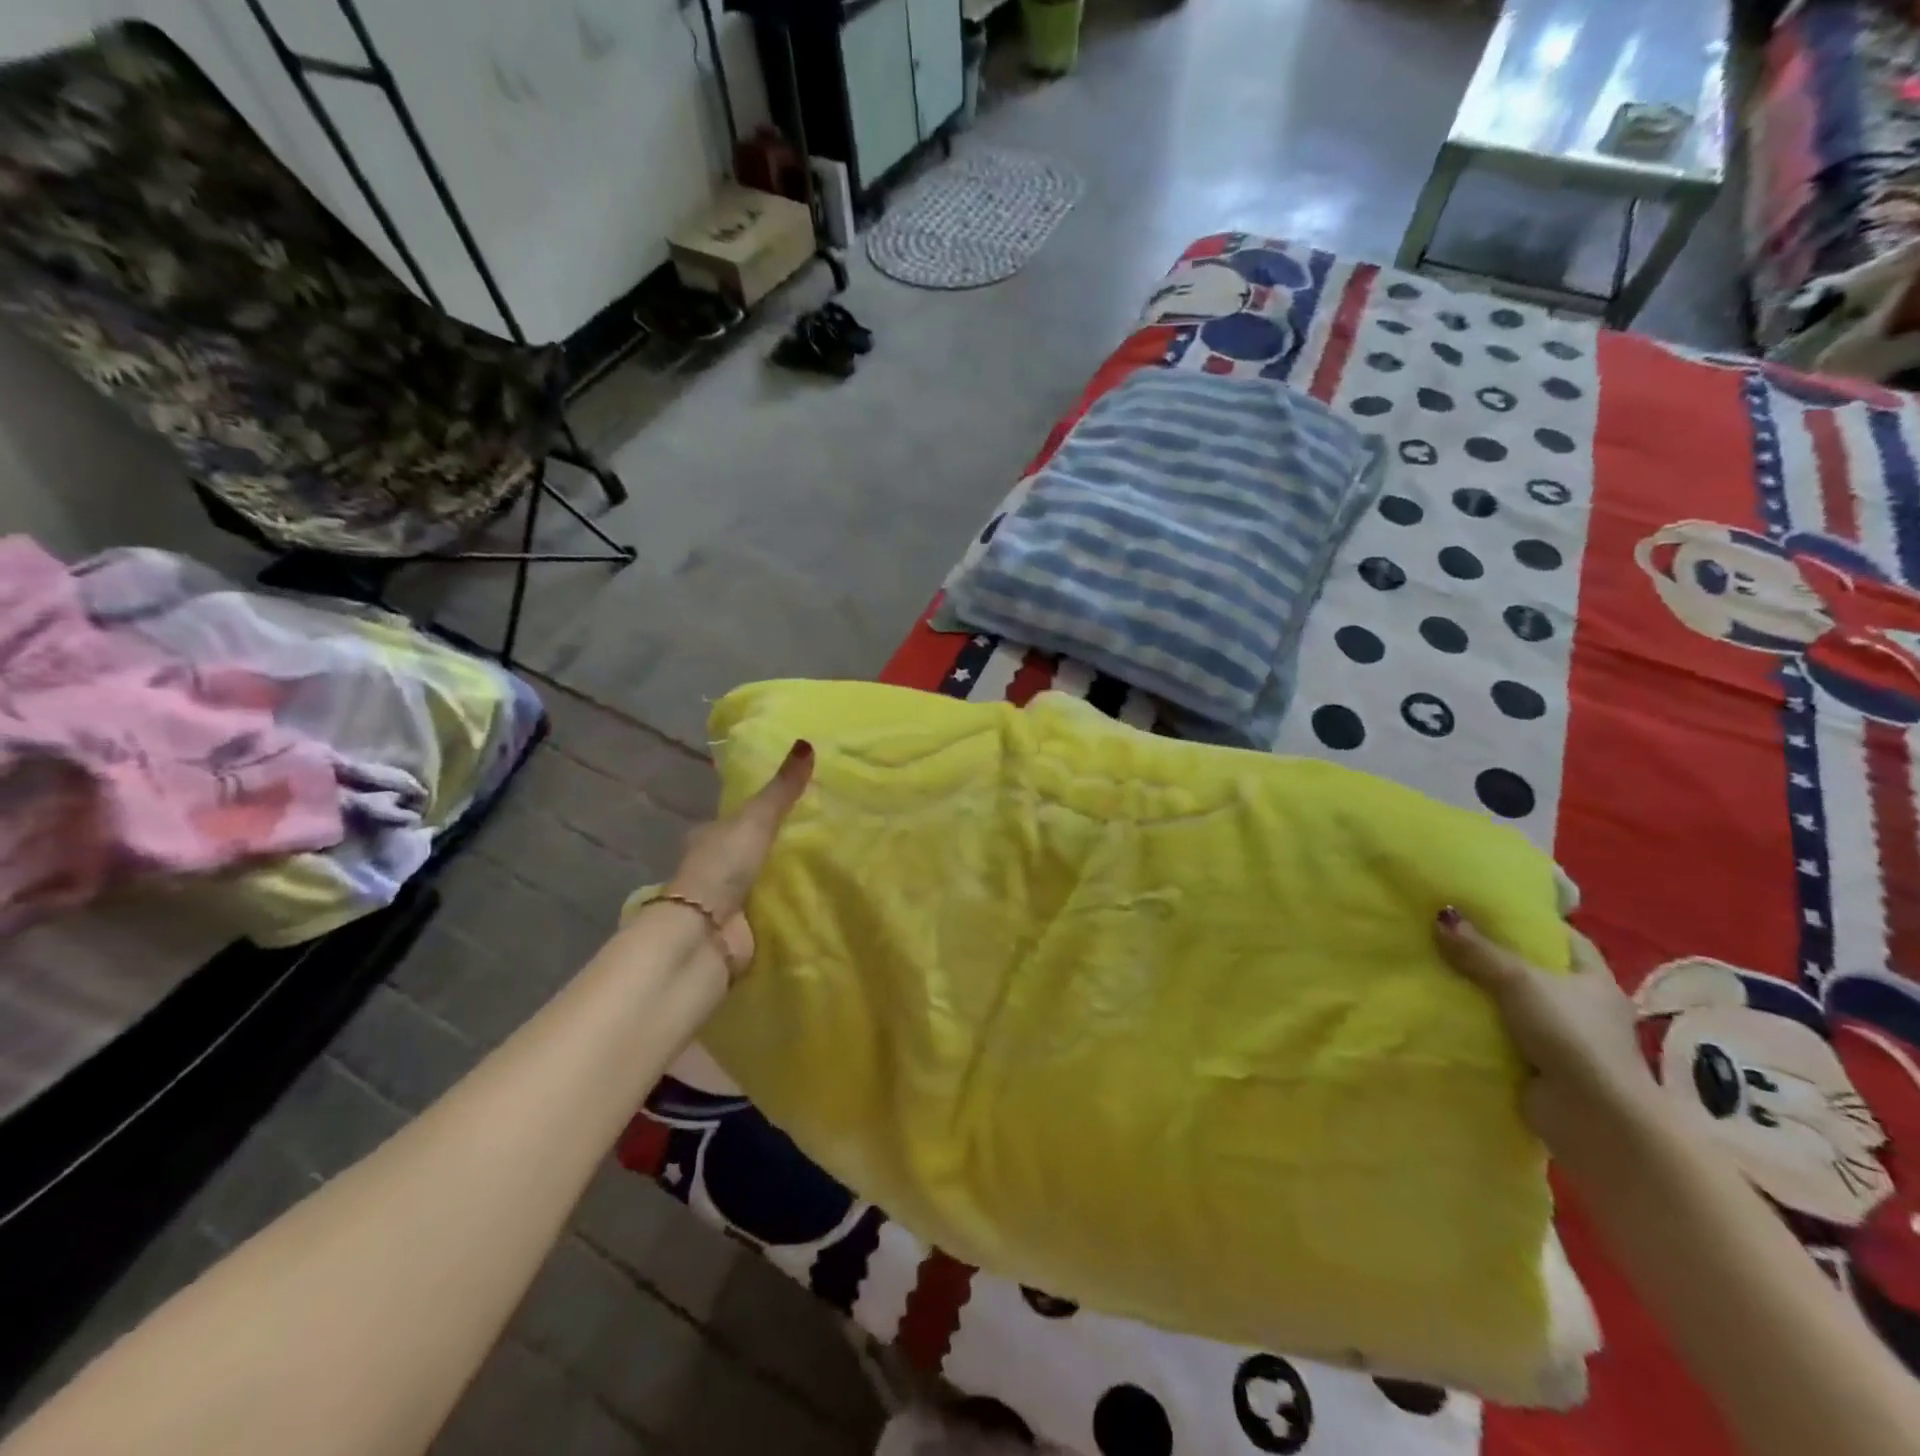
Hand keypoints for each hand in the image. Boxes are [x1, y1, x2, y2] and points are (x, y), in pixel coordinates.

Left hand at [663, 740, 813, 971]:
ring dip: (779, 878)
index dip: (755, 813)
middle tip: (814, 838)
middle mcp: (712, 866)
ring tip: (821, 866)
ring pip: (758, 881)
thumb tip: (808, 743)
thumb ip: (782, 789)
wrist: (706, 931)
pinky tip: (812, 899)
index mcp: (707, 836)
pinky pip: (768, 909)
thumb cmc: (723, 866)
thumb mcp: (757, 819)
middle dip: (771, 847)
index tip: (787, 808)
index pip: (733, 819)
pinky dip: (785, 905)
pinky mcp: (741, 927)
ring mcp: (725, 900)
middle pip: (746, 851)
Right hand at [1433, 907, 1658, 1179]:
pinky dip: (1476, 1027)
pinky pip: (1499, 1036)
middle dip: (1494, 957)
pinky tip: (1442, 1011)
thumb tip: (1441, 915)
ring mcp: (1560, 1040)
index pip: (1565, 939)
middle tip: (1448, 935)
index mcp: (1593, 981)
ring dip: (1480, 994)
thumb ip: (1479, 951)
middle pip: (1532, 971)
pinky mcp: (1538, 1067)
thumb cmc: (1571, 1036)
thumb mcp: (1519, 981)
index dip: (1532, 921)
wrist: (1593, 1118)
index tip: (1491, 908)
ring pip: (1512, 1005)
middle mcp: (1581, 1008)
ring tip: (1434, 969)